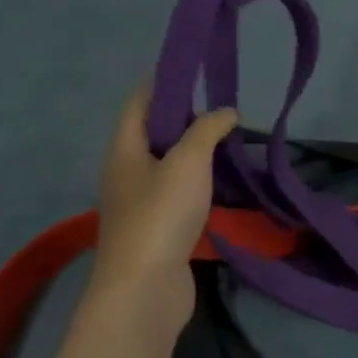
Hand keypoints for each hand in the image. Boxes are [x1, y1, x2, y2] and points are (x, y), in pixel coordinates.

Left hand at [88, 86, 237, 332]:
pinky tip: (226, 183)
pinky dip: (202, 182)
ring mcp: (141, 203)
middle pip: (155, 133)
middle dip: (187, 117)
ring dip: (198, 152)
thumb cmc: (161, 215)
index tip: (195, 68)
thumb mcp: (188, 161)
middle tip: (225, 109)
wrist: (144, 289)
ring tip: (232, 142)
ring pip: (170, 165)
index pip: (139, 103)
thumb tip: (226, 111)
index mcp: (125, 150)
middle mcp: (127, 172)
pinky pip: (180, 192)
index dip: (163, 82)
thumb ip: (207, 130)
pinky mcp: (159, 228)